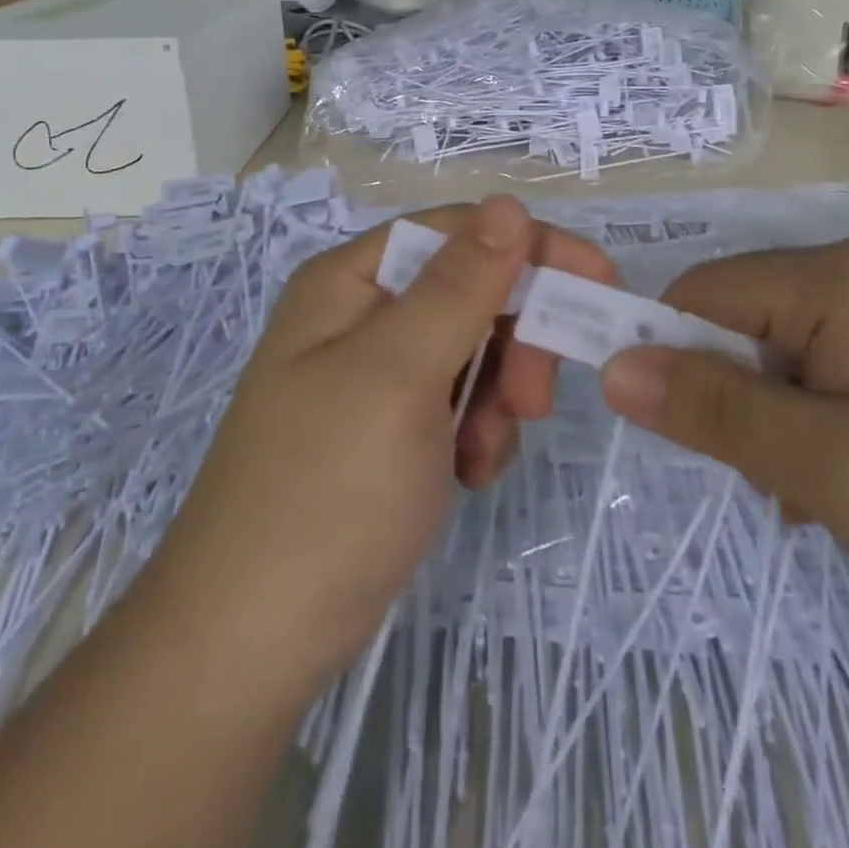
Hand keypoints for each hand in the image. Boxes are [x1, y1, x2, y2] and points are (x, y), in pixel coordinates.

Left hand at [141, 197, 614, 698]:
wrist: (250, 644)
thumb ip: (460, 285)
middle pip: (469, 291)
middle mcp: (359, 316)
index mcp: (350, 282)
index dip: (529, 248)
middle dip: (514, 339)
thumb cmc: (326, 492)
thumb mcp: (399, 374)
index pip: (458, 232)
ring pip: (472, 351)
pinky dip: (476, 432)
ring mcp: (372, 376)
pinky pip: (457, 403)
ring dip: (498, 395)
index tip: (599, 284)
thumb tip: (508, 203)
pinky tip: (466, 476)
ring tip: (484, 452)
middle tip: (532, 400)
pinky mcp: (387, 430)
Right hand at [598, 240, 848, 673]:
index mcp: (842, 277)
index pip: (703, 292)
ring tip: (821, 498)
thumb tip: (611, 367)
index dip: (664, 351)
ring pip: (784, 357)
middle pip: (743, 322)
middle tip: (775, 482)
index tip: (662, 427)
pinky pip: (833, 375)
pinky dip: (818, 428)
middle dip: (734, 400)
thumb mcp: (832, 468)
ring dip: (776, 423)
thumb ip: (715, 410)